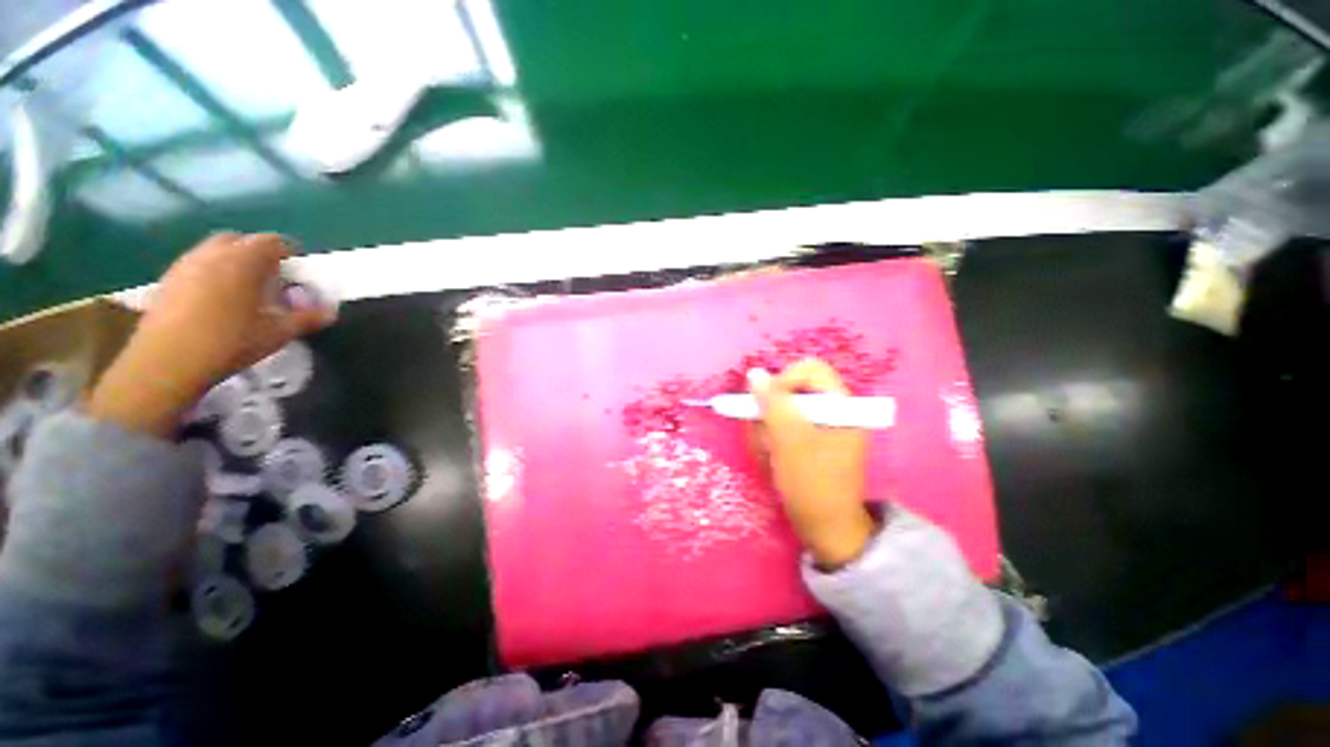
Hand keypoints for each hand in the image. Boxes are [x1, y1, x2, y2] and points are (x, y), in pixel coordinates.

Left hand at [88, 233, 333, 435]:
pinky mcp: (168, 280)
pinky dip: (210, 274)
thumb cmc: (229, 343)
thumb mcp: (276, 334)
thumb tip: (331, 312)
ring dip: (231, 263)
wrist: (166, 362)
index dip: (289, 254)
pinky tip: (215, 302)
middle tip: (270, 279)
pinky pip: (196, 266)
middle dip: (256, 254)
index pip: (273, 242)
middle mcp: (213, 253)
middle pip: (240, 240)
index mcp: (244, 260)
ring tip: (243, 292)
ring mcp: (186, 264)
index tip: (298, 273)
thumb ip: (306, 318)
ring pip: (214, 251)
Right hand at [748, 358, 876, 569]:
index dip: (783, 381)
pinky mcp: (806, 439)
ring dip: (768, 431)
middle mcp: (831, 410)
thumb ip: (773, 404)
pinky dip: (771, 441)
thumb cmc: (813, 485)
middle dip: (772, 415)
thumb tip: (754, 373)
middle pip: (790, 391)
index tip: (766, 404)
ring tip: (771, 455)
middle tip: (769, 440)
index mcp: (841, 404)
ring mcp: (818, 426)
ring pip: (780, 410)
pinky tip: (772, 460)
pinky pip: (780, 427)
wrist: (825, 529)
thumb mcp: (791, 442)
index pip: (808, 370)